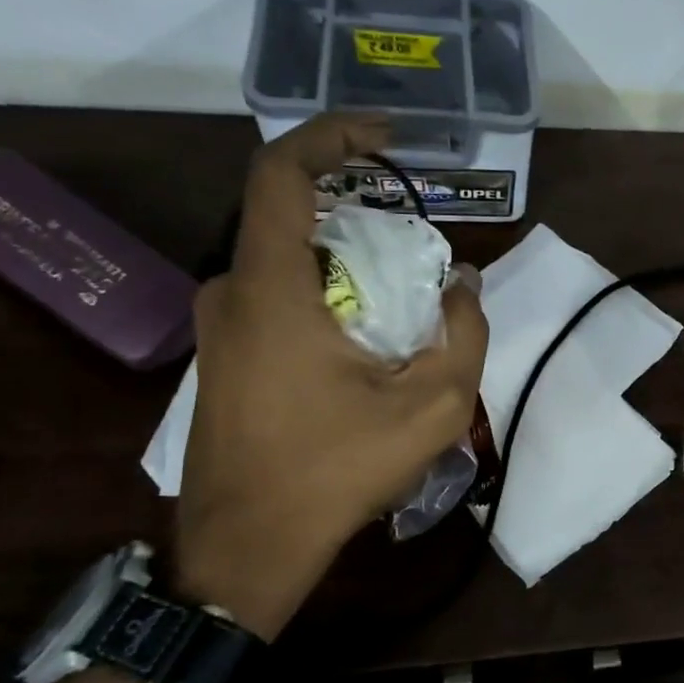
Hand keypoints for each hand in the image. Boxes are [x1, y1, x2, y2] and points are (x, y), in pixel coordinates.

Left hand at [175, 113, 488, 636]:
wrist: (247, 547)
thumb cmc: (335, 472)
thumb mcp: (432, 407)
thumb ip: (463, 335)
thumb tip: (464, 286)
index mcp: (271, 288)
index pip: (281, 172)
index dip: (331, 135)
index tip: (385, 137)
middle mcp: (231, 291)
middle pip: (294, 218)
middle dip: (361, 219)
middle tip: (419, 255)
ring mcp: (219, 326)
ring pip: (289, 262)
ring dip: (347, 265)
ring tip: (402, 308)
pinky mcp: (222, 355)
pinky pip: (277, 297)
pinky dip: (326, 295)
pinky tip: (364, 345)